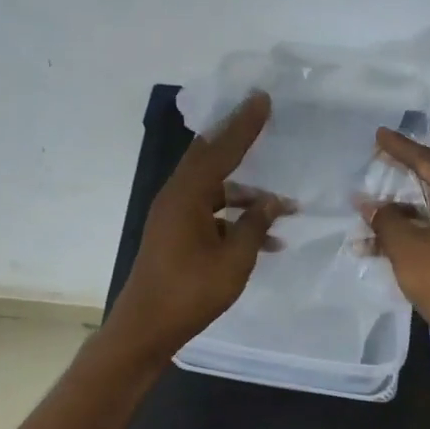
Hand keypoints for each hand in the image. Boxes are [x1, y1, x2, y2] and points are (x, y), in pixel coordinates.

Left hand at [106, 92, 291, 360]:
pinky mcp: (174, 235)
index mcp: (186, 196)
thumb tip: (271, 201)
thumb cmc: (190, 293)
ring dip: (246, 196)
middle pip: (211, 159)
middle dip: (238, 142)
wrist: (145, 329)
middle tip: (262, 120)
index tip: (262, 99)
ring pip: (214, 191)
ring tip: (284, 207)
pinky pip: (210, 214)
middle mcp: (176, 198)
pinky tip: (266, 240)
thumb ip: (255, 226)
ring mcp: (173, 217)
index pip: (220, 150)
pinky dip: (234, 220)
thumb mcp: (233, 260)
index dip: (244, 125)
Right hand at [359, 128, 429, 364]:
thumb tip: (371, 205)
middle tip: (377, 166)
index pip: (429, 160)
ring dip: (405, 215)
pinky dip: (420, 233)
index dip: (400, 148)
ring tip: (372, 216)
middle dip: (402, 180)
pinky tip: (391, 244)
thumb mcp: (407, 247)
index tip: (379, 135)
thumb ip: (385, 219)